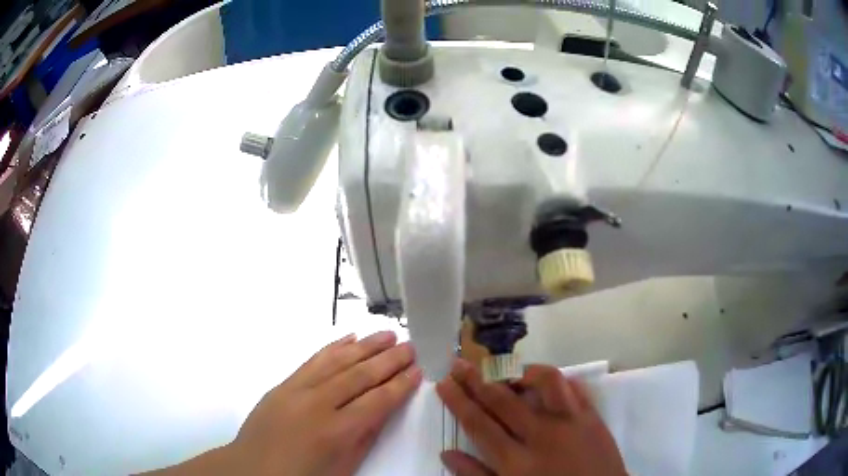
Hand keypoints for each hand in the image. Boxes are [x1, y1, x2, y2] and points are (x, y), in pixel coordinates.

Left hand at [231, 331, 422, 475]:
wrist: (253, 468)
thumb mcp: (343, 467)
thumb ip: (364, 437)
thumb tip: (383, 409)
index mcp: (337, 431)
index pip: (377, 400)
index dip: (400, 385)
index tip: (417, 370)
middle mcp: (317, 404)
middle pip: (360, 375)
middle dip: (388, 360)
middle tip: (410, 346)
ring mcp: (296, 390)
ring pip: (336, 361)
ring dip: (364, 346)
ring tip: (387, 335)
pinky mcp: (282, 384)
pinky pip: (311, 360)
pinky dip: (332, 348)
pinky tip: (349, 339)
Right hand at [436, 360, 626, 475]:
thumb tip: (447, 453)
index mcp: (516, 461)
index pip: (479, 424)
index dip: (458, 401)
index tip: (444, 382)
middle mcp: (542, 435)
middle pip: (503, 400)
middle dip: (476, 379)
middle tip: (459, 364)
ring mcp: (571, 422)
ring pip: (544, 382)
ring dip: (521, 372)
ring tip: (507, 373)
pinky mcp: (592, 417)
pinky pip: (574, 387)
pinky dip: (557, 380)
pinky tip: (544, 382)